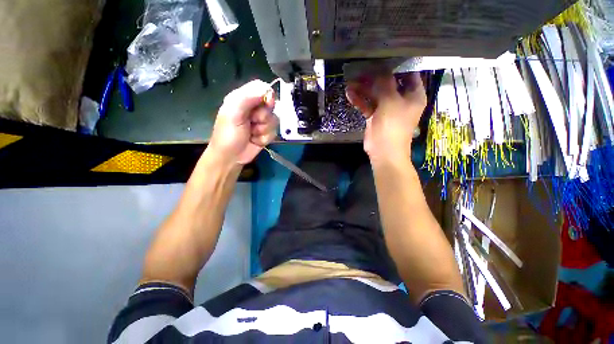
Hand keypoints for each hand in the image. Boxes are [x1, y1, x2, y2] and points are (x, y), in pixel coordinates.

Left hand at [207, 80, 277, 165]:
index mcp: (243, 98)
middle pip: (272, 105)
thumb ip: (247, 97)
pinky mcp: (267, 132)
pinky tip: (255, 140)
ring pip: (274, 120)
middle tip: (252, 122)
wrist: (231, 157)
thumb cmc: (228, 134)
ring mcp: (262, 121)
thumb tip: (268, 89)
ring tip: (252, 133)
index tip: (267, 103)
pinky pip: (274, 132)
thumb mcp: (233, 113)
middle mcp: (254, 108)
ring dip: (263, 129)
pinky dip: (265, 137)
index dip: (268, 95)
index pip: (262, 88)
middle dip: (263, 116)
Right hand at [346, 73, 425, 163]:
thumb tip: (379, 69)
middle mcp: (401, 99)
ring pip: (375, 94)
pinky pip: (367, 105)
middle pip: (388, 83)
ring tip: (351, 81)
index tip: (383, 57)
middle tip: (361, 69)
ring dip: (363, 88)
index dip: (397, 65)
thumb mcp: (391, 101)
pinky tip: (349, 94)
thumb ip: (385, 83)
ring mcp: (387, 108)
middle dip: (374, 77)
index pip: (408, 74)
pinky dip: (359, 100)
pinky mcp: (375, 116)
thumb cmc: (393, 125)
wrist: (383, 151)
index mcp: (413, 95)